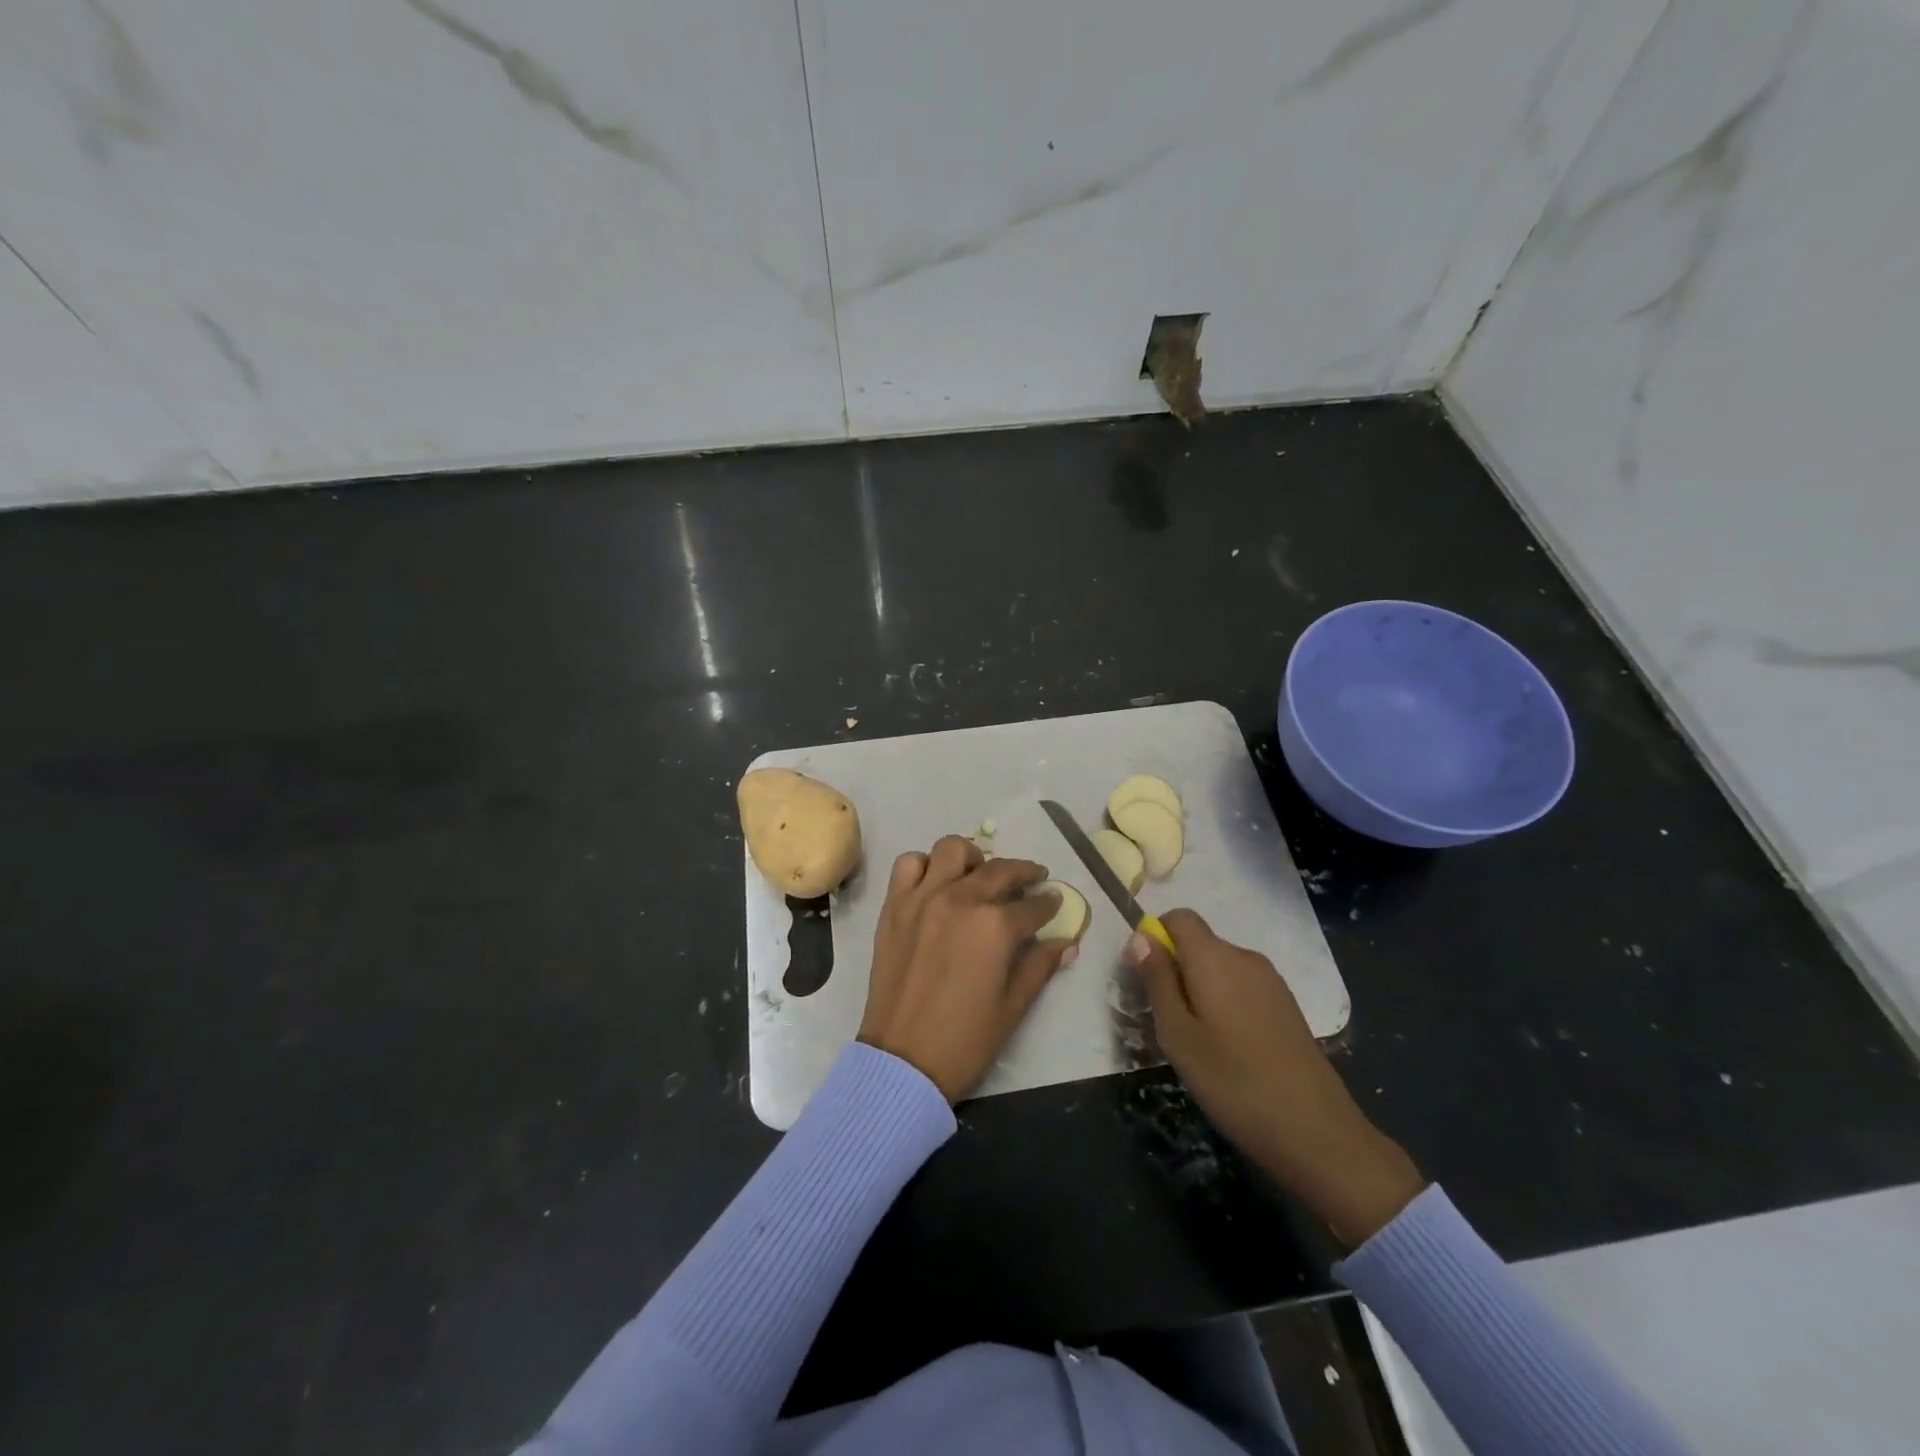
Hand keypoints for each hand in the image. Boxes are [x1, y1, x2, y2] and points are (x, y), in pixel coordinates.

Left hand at [858, 835, 1076, 1102]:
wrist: (902, 1060)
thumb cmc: (965, 1039)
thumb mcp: (1013, 1006)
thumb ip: (1039, 966)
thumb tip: (1066, 943)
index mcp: (995, 926)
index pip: (1033, 905)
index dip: (1049, 903)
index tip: (1055, 901)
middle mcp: (960, 899)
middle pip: (1000, 869)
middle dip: (1024, 872)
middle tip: (1033, 879)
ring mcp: (923, 898)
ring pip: (952, 850)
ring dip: (972, 858)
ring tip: (979, 875)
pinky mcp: (894, 906)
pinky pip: (908, 865)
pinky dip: (925, 866)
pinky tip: (936, 884)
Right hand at [1127, 910, 1424, 1246]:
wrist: (1316, 1132)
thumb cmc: (1232, 1082)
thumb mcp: (1177, 1034)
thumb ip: (1157, 980)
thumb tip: (1141, 937)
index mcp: (1214, 957)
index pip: (1178, 917)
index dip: (1156, 938)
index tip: (1145, 978)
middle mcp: (1245, 957)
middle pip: (1199, 942)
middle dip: (1176, 968)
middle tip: (1166, 1020)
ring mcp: (1271, 981)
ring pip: (1220, 967)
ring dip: (1200, 988)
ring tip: (1196, 1040)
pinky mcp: (1287, 1005)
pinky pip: (1243, 986)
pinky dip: (1226, 1002)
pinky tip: (1229, 1048)